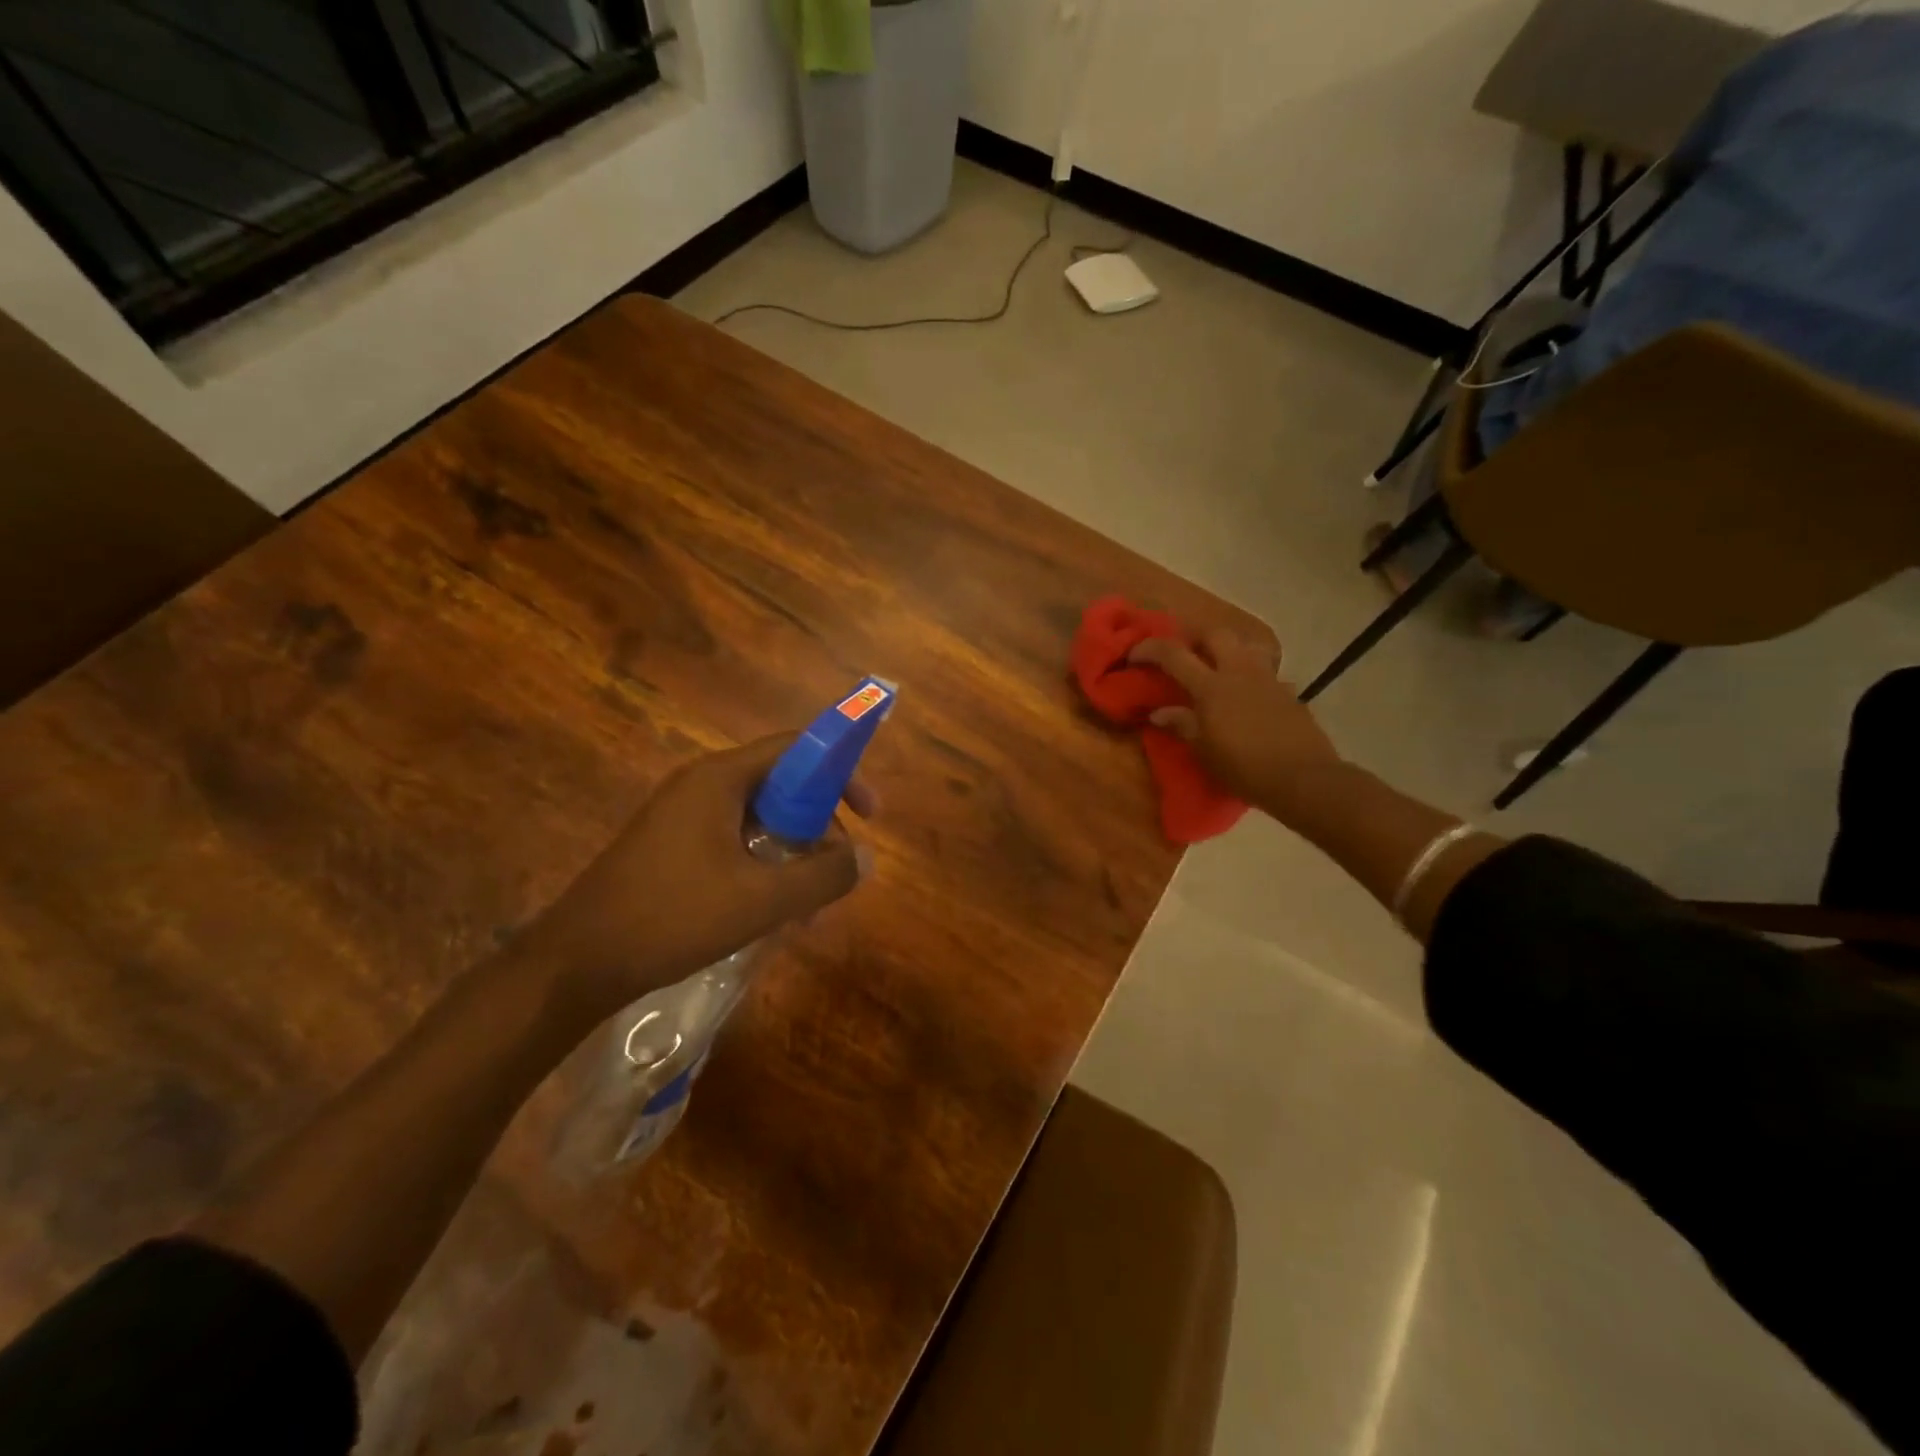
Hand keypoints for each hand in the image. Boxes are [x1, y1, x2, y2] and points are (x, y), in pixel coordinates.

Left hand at [514, 733, 873, 1027]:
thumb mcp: (760, 900)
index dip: (842, 772)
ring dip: (794, 854)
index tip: (869, 814)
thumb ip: (822, 876)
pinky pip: (734, 842)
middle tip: (839, 870)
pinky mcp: (671, 846)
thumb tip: (868, 858)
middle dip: (820, 826)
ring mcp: (682, 816)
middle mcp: (701, 786)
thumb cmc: (672, 917)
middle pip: (782, 785)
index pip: (797, 749)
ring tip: (809, 907)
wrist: (576, 962)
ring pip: (760, 820)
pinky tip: (772, 911)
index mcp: (720, 779)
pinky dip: (764, 867)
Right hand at [1129, 630, 1344, 820]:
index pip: (1174, 654)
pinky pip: (1266, 672)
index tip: (1134, 654)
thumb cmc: (1244, 767)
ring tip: (1218, 665)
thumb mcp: (1204, 751)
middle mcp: (1239, 672)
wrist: (1302, 778)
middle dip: (1194, 637)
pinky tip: (1249, 695)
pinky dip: (1251, 675)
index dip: (1150, 649)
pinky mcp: (1288, 692)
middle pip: (1215, 634)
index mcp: (1212, 686)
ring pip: (1246, 645)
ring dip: (1228, 648)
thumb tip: (1158, 712)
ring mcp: (1267, 679)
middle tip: (1183, 653)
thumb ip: (1181, 724)